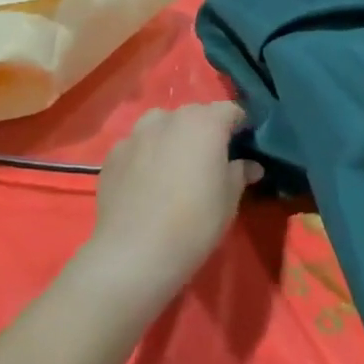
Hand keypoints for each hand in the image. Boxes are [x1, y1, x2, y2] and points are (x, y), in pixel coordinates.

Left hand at [83, 104, 262, 307]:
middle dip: (205, 131)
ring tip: (174, 167)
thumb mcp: (229, 200)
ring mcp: (136, 134)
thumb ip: (240, 173)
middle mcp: (169, 117)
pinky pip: (137, 147)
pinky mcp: (113, 154)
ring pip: (161, 126)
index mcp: (205, 122)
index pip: (231, 110)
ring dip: (172, 138)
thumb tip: (250, 165)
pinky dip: (146, 156)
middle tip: (209, 160)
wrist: (134, 253)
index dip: (241, 125)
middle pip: (195, 115)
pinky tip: (146, 183)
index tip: (245, 145)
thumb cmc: (194, 222)